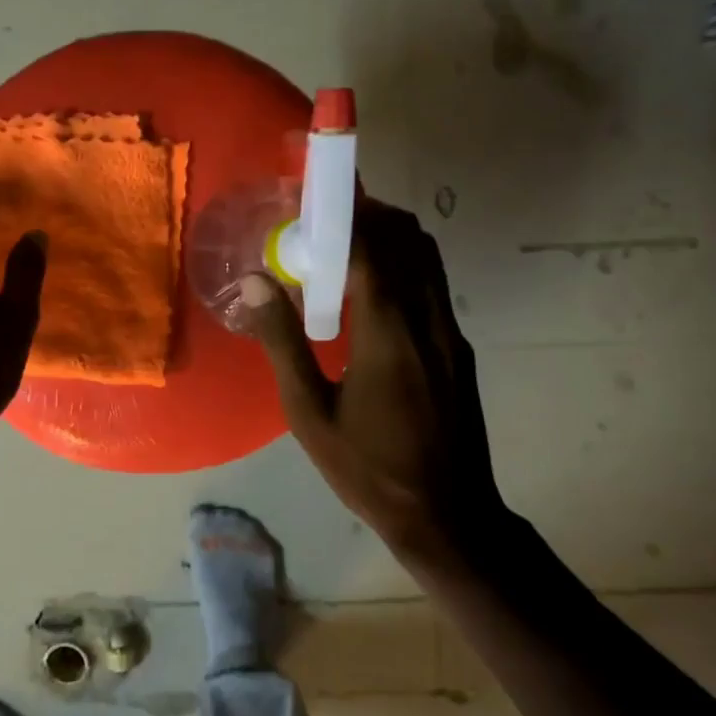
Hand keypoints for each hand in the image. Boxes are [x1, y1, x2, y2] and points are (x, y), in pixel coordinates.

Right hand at [244, 198, 510, 569]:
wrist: (448, 515)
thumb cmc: (369, 468)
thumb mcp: (309, 413)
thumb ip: (282, 343)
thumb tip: (257, 282)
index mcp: (388, 332)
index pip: (372, 247)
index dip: (344, 214)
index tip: (313, 200)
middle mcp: (428, 319)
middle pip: (409, 239)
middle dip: (369, 215)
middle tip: (326, 222)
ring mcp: (450, 333)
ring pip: (428, 258)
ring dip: (390, 238)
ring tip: (346, 249)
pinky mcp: (458, 348)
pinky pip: (434, 285)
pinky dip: (405, 267)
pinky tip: (372, 296)